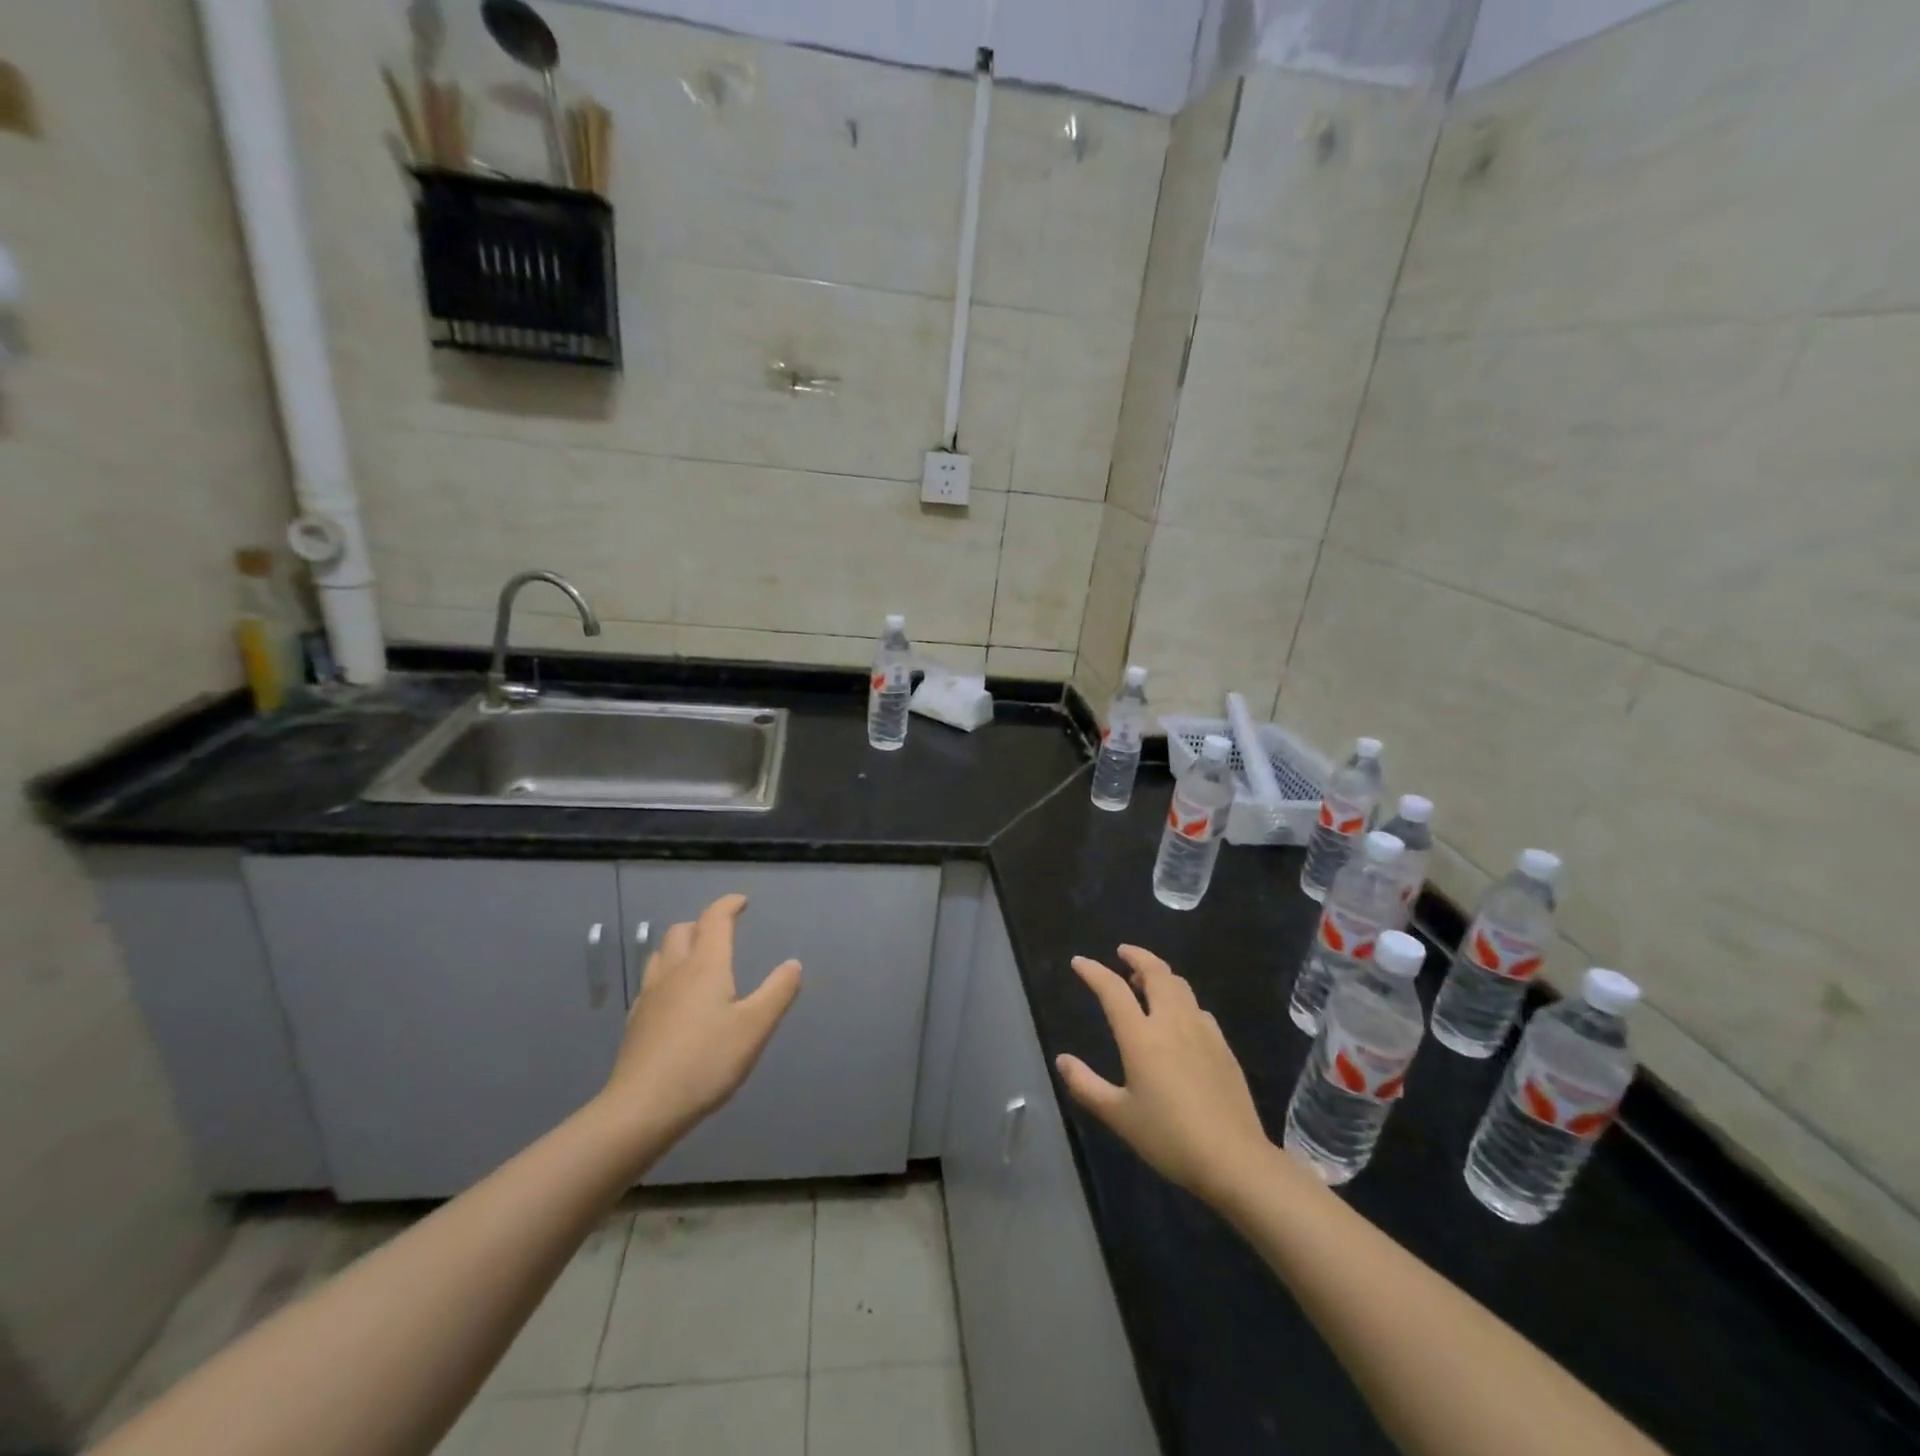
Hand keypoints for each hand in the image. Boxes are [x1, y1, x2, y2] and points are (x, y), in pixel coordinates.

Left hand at [595, 894, 801, 1164]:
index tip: (742, 902)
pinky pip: (653, 981)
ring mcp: (650, 996)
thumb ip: (777, 992)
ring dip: (681, 945)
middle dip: (703, 924)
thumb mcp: (754, 1028)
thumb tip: (793, 964)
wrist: (641, 1108)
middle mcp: (674, 971)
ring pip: (662, 954)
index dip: (728, 905)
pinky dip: (668, 974)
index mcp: (705, 966)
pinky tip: (676, 998)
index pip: (714, 919)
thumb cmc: (705, 1062)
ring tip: (698, 959)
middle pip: (682, 931)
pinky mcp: (636, 1021)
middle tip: (722, 932)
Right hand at [1056, 945, 1271, 1207]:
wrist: (1234, 1159)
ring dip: (1160, 974)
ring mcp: (1202, 1031)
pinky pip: (1198, 1009)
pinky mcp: (1223, 1046)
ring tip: (1146, 981)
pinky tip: (1180, 1018)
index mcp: (1141, 1036)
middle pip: (1156, 972)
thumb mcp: (1119, 1116)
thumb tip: (1062, 1060)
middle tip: (1122, 952)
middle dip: (1137, 956)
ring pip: (1180, 986)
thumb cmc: (1169, 1138)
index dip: (1093, 971)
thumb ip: (1086, 1085)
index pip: (1112, 990)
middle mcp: (1171, 1023)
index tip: (1079, 962)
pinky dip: (1182, 1000)